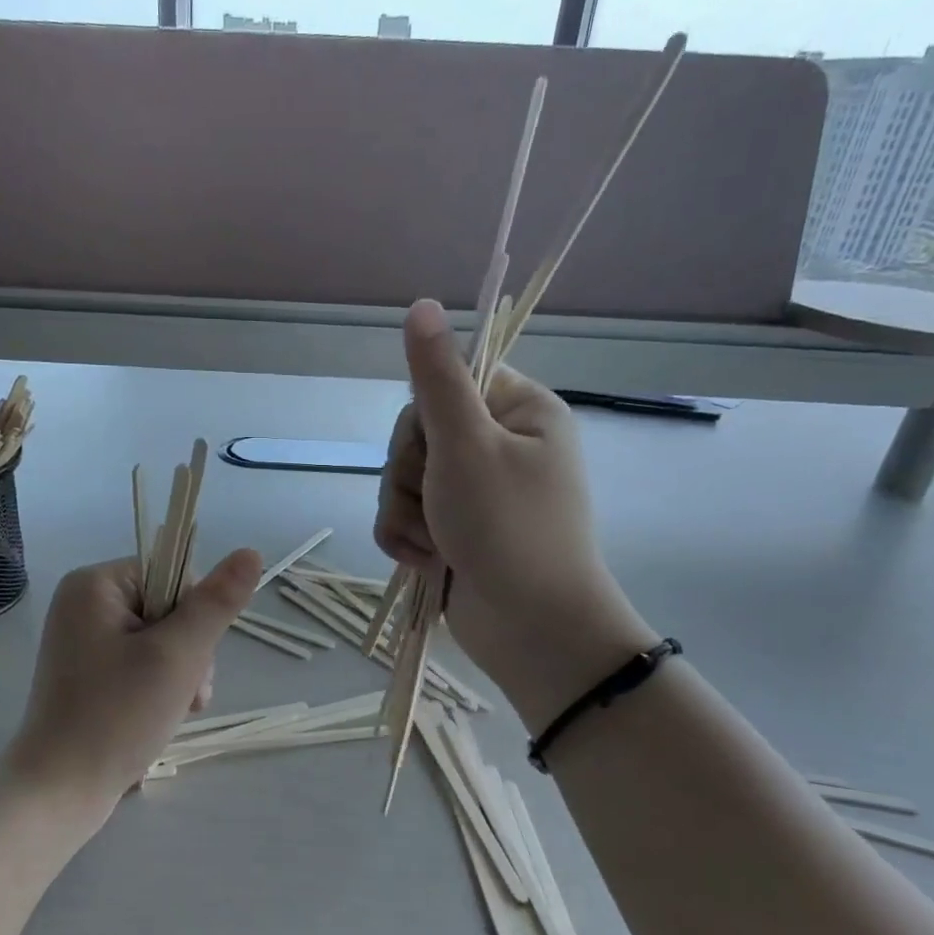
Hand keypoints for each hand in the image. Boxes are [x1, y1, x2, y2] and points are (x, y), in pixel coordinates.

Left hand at [3, 549, 261, 819]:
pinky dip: (161, 687)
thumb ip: (216, 602)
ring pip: (161, 640)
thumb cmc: (117, 715)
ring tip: (178, 710)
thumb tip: (251, 552)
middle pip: (169, 608)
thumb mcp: (178, 654)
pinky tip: (165, 716)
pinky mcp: (88, 674)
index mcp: (95, 584)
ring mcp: (83, 641)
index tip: (192, 656)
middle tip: (186, 693)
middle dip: (190, 652)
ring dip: (181, 673)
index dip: (196, 614)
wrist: (58, 791)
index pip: (173, 574)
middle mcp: (84, 604)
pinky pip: (140, 663)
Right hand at [373, 300, 656, 729]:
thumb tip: (421, 303)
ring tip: (436, 545)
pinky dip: (406, 539)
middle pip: (416, 434)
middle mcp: (498, 446)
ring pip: (402, 478)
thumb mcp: (466, 445)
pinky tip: (427, 562)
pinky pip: (404, 516)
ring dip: (405, 513)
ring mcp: (474, 492)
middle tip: (439, 505)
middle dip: (411, 476)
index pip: (446, 382)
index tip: (436, 447)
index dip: (426, 418)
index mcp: (518, 411)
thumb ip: (436, 378)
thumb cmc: (507, 530)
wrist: (530, 631)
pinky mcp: (453, 529)